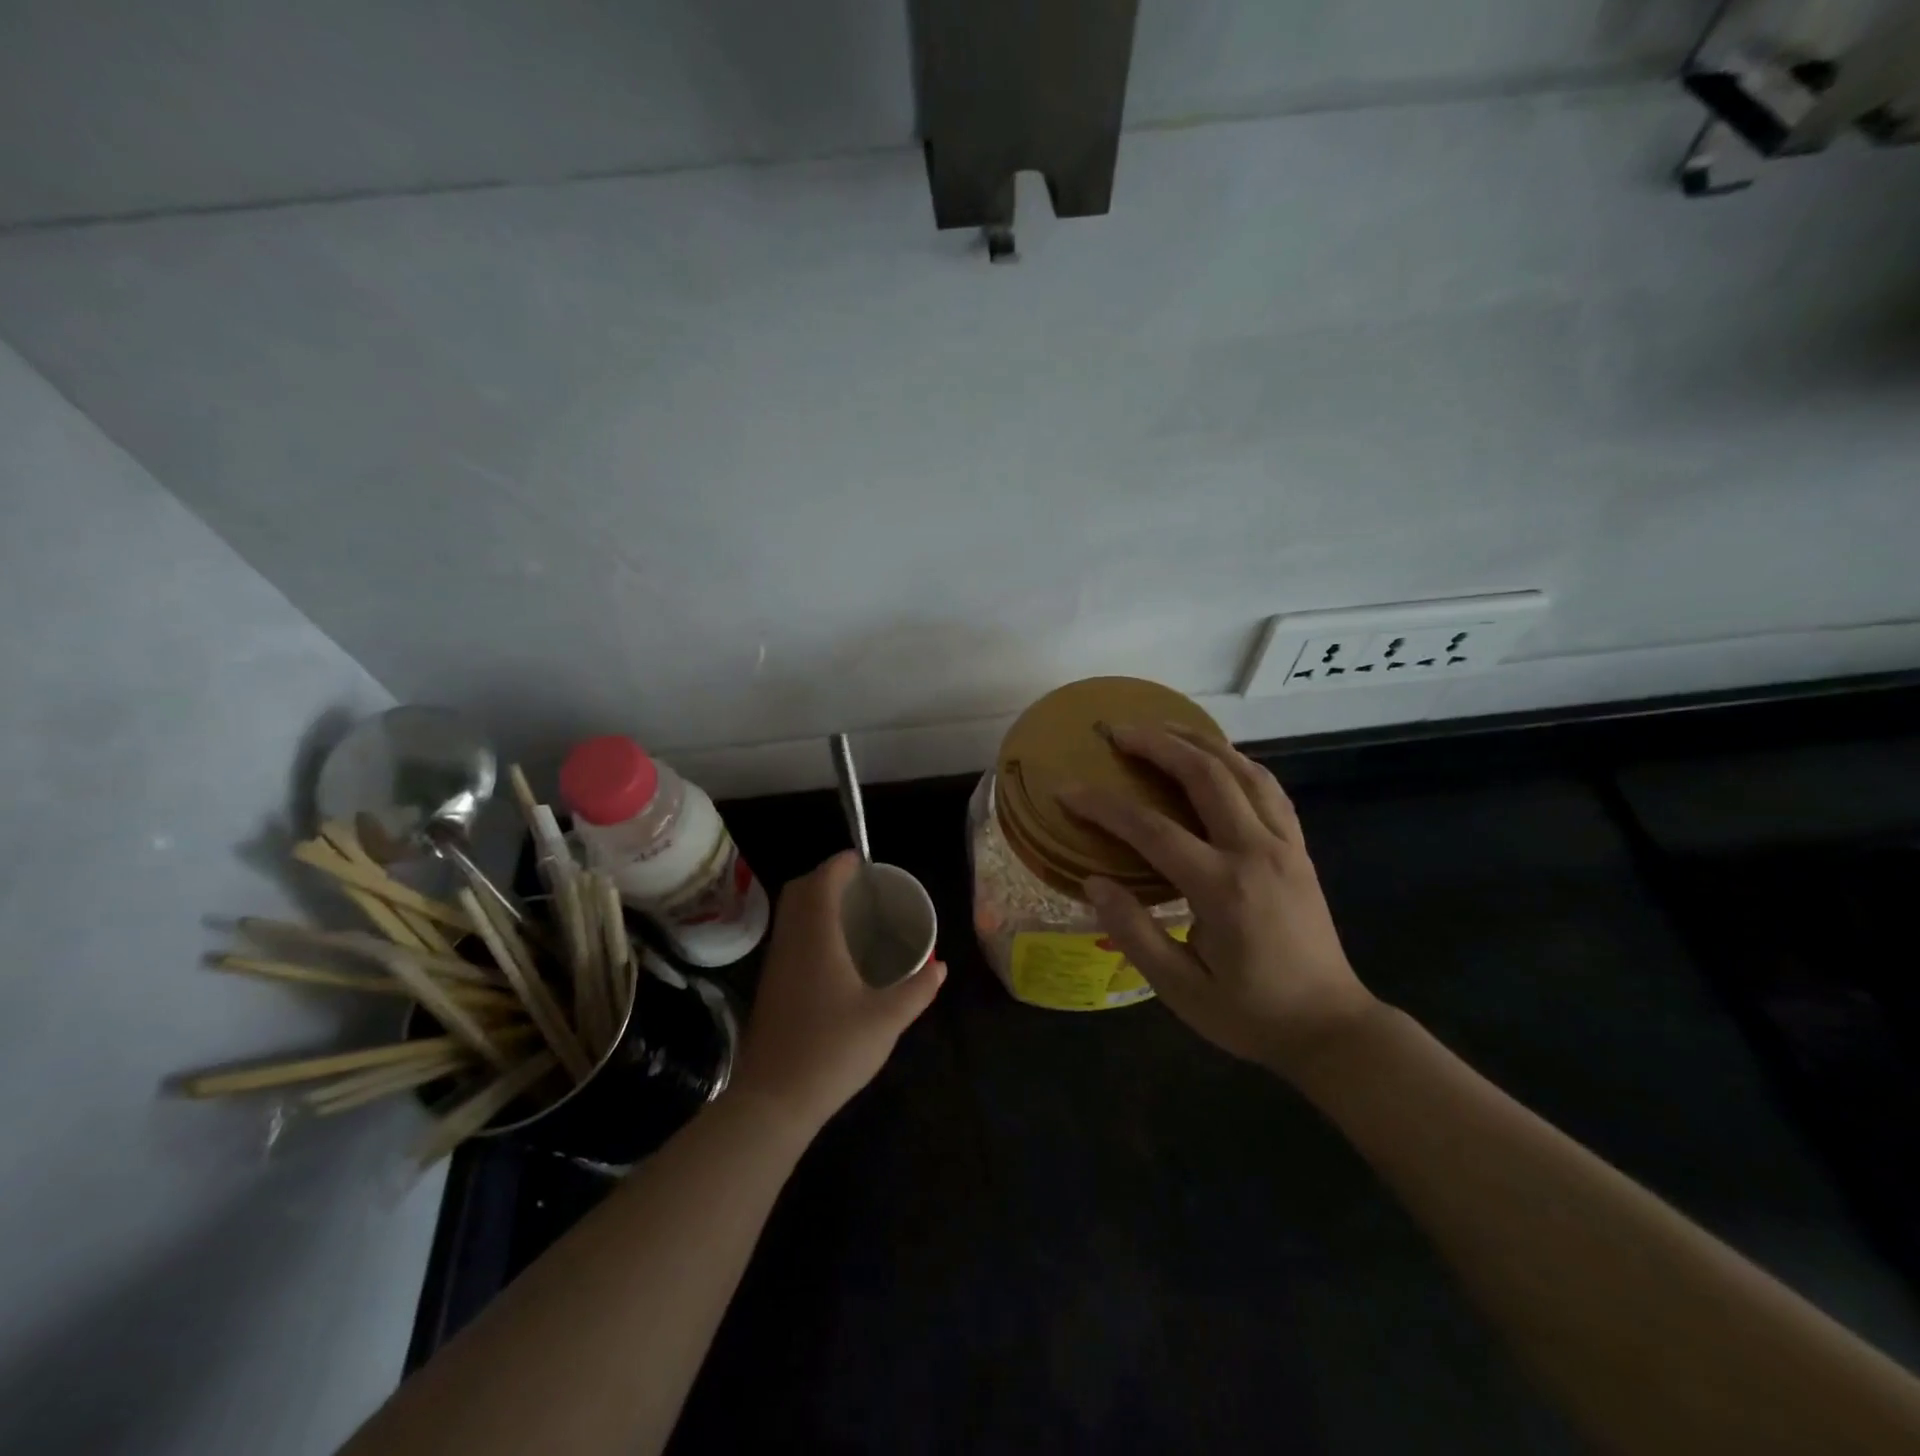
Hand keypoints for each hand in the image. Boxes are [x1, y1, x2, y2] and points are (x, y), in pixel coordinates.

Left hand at [730, 851, 946, 1131]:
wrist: (773, 1101)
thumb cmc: (832, 1051)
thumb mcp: (886, 1020)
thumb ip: (917, 990)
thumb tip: (941, 968)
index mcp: (817, 938)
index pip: (822, 881)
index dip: (840, 864)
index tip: (862, 861)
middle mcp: (791, 942)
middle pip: (799, 891)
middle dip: (825, 877)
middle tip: (858, 886)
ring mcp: (775, 965)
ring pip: (790, 914)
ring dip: (813, 901)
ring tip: (849, 913)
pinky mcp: (770, 986)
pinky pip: (788, 937)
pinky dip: (807, 926)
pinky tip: (832, 953)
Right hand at [1062, 726, 1376, 1077]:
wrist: (1330, 1027)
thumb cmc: (1250, 1014)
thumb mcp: (1181, 990)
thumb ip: (1134, 933)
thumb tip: (1093, 883)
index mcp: (1221, 889)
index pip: (1151, 830)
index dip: (1103, 806)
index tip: (1066, 790)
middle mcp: (1255, 852)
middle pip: (1204, 776)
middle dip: (1156, 744)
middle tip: (1116, 731)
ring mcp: (1284, 844)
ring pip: (1242, 770)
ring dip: (1199, 740)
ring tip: (1161, 727)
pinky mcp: (1298, 847)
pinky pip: (1267, 787)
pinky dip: (1236, 761)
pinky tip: (1213, 757)